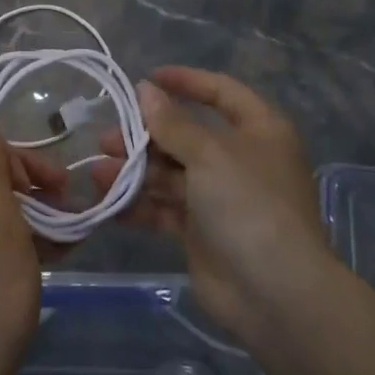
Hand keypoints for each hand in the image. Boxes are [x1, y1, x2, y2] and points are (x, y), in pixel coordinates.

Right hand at [93, 66, 327, 350]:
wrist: (275, 295)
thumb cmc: (249, 205)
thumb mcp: (209, 154)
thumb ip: (172, 122)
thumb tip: (145, 89)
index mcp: (258, 131)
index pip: (221, 92)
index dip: (185, 81)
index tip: (146, 79)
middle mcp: (240, 160)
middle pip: (186, 135)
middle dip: (145, 136)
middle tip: (107, 138)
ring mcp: (220, 198)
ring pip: (170, 173)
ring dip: (135, 171)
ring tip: (99, 174)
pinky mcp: (202, 232)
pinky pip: (165, 209)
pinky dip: (139, 205)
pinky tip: (108, 204)